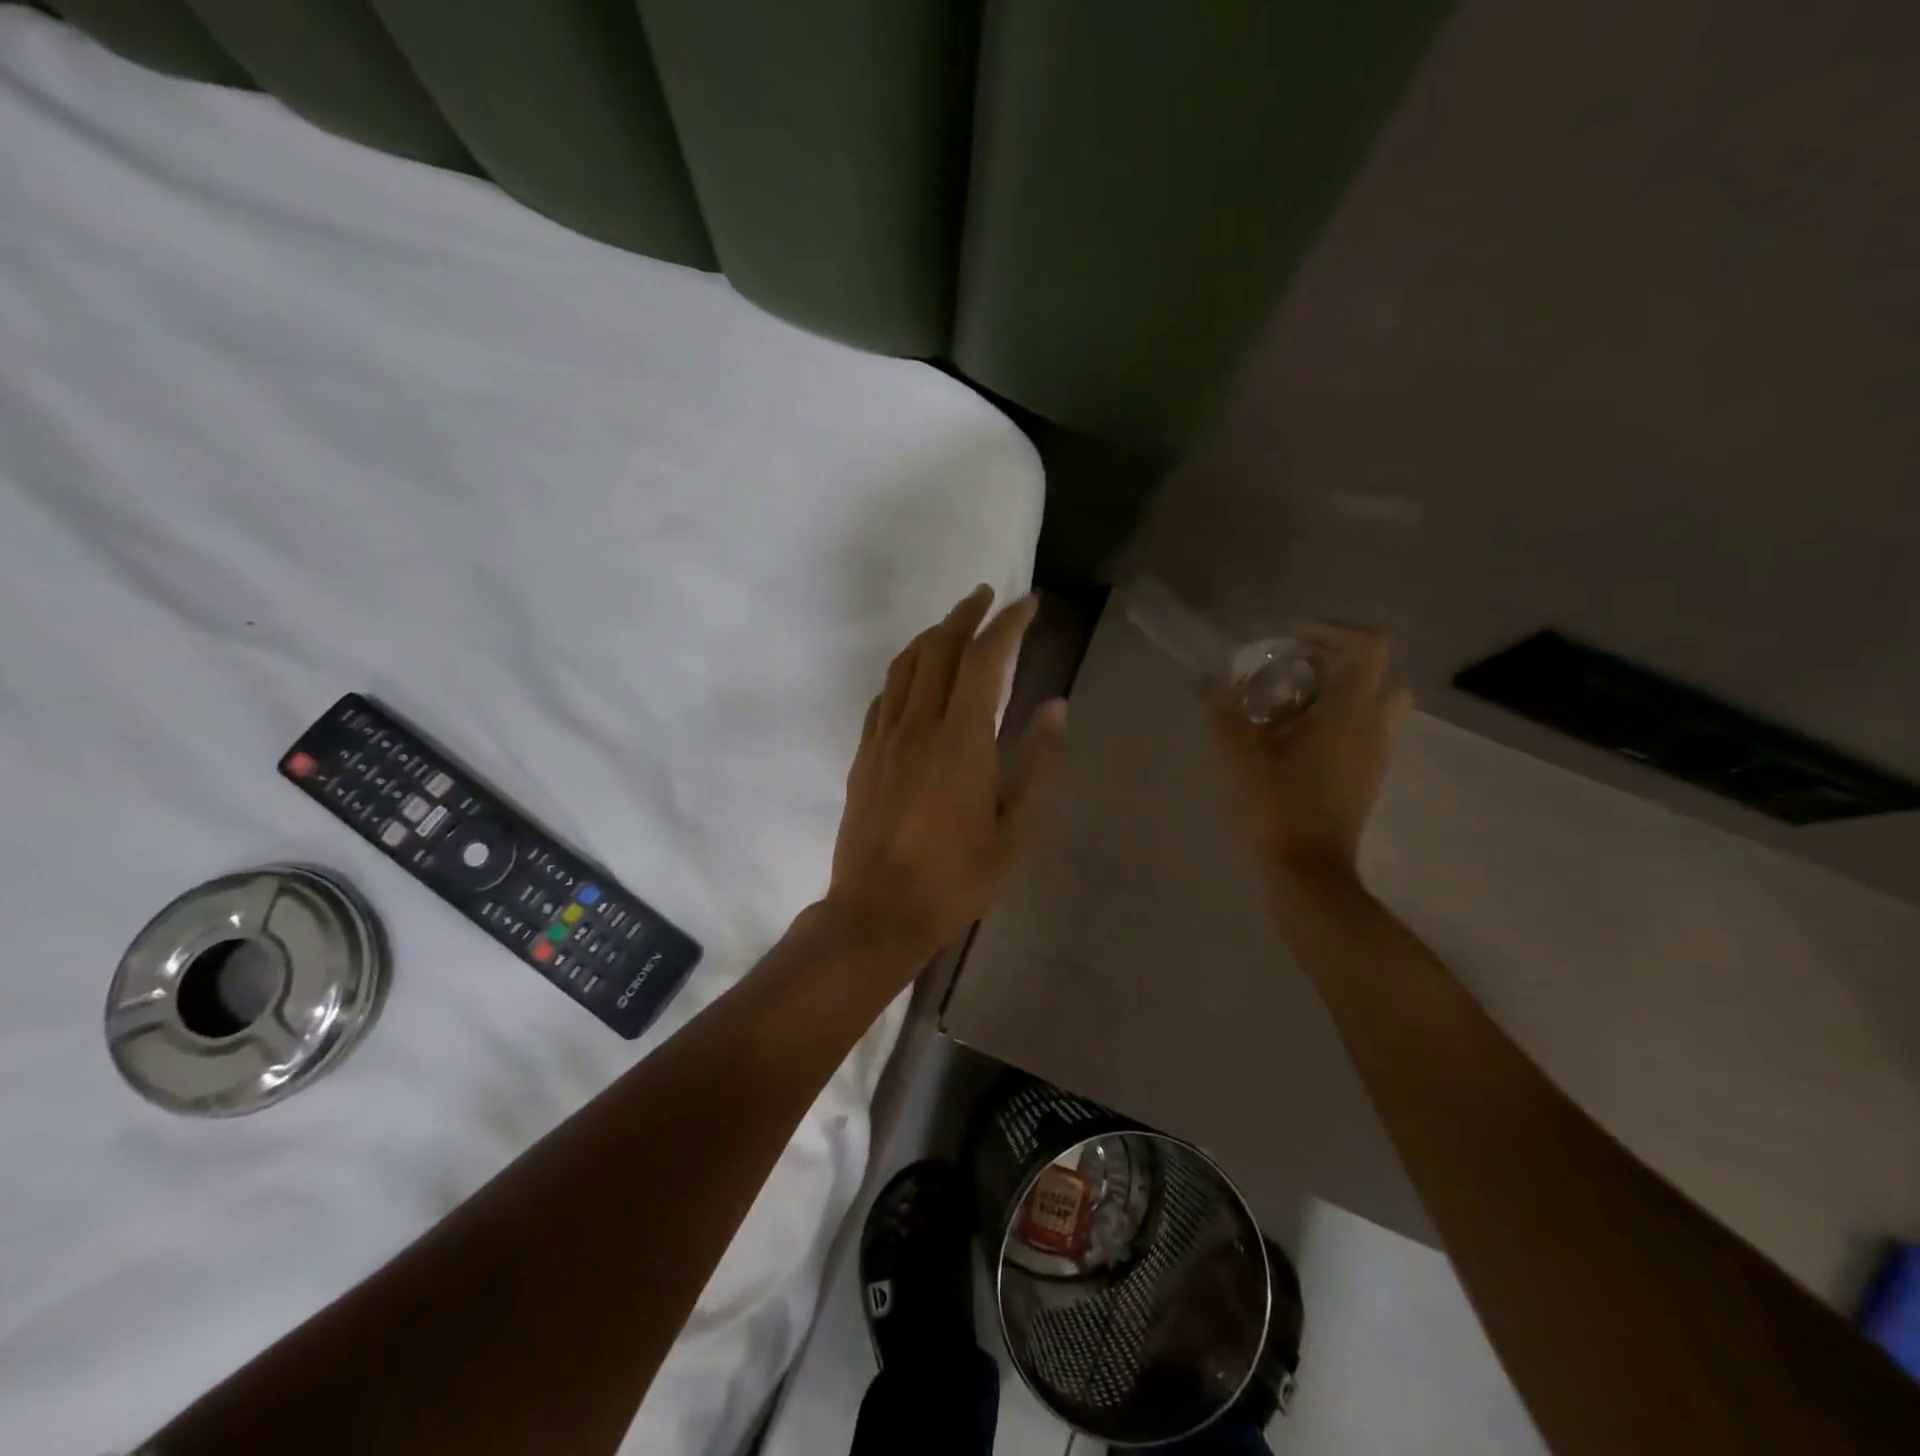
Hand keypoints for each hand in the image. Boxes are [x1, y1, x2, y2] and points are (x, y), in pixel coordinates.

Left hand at [828, 586, 1067, 959]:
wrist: (878, 911)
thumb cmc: (955, 879)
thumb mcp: (1014, 831)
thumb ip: (1036, 765)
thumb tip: (1055, 709)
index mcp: (961, 740)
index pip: (985, 661)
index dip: (1007, 625)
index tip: (1027, 604)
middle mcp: (918, 726)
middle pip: (939, 649)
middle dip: (965, 614)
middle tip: (987, 596)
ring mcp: (884, 739)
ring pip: (905, 666)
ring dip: (931, 636)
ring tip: (953, 625)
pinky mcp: (864, 756)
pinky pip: (883, 697)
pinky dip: (904, 673)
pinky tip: (915, 677)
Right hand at [1211, 624, 1411, 887]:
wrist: (1308, 874)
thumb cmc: (1276, 810)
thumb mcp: (1239, 759)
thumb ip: (1225, 714)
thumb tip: (1213, 681)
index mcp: (1348, 714)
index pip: (1368, 648)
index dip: (1333, 632)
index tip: (1291, 641)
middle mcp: (1373, 728)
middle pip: (1377, 673)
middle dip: (1337, 661)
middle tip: (1292, 670)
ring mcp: (1376, 755)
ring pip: (1375, 704)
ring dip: (1340, 693)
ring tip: (1292, 705)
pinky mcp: (1367, 778)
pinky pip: (1364, 732)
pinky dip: (1338, 721)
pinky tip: (1294, 741)